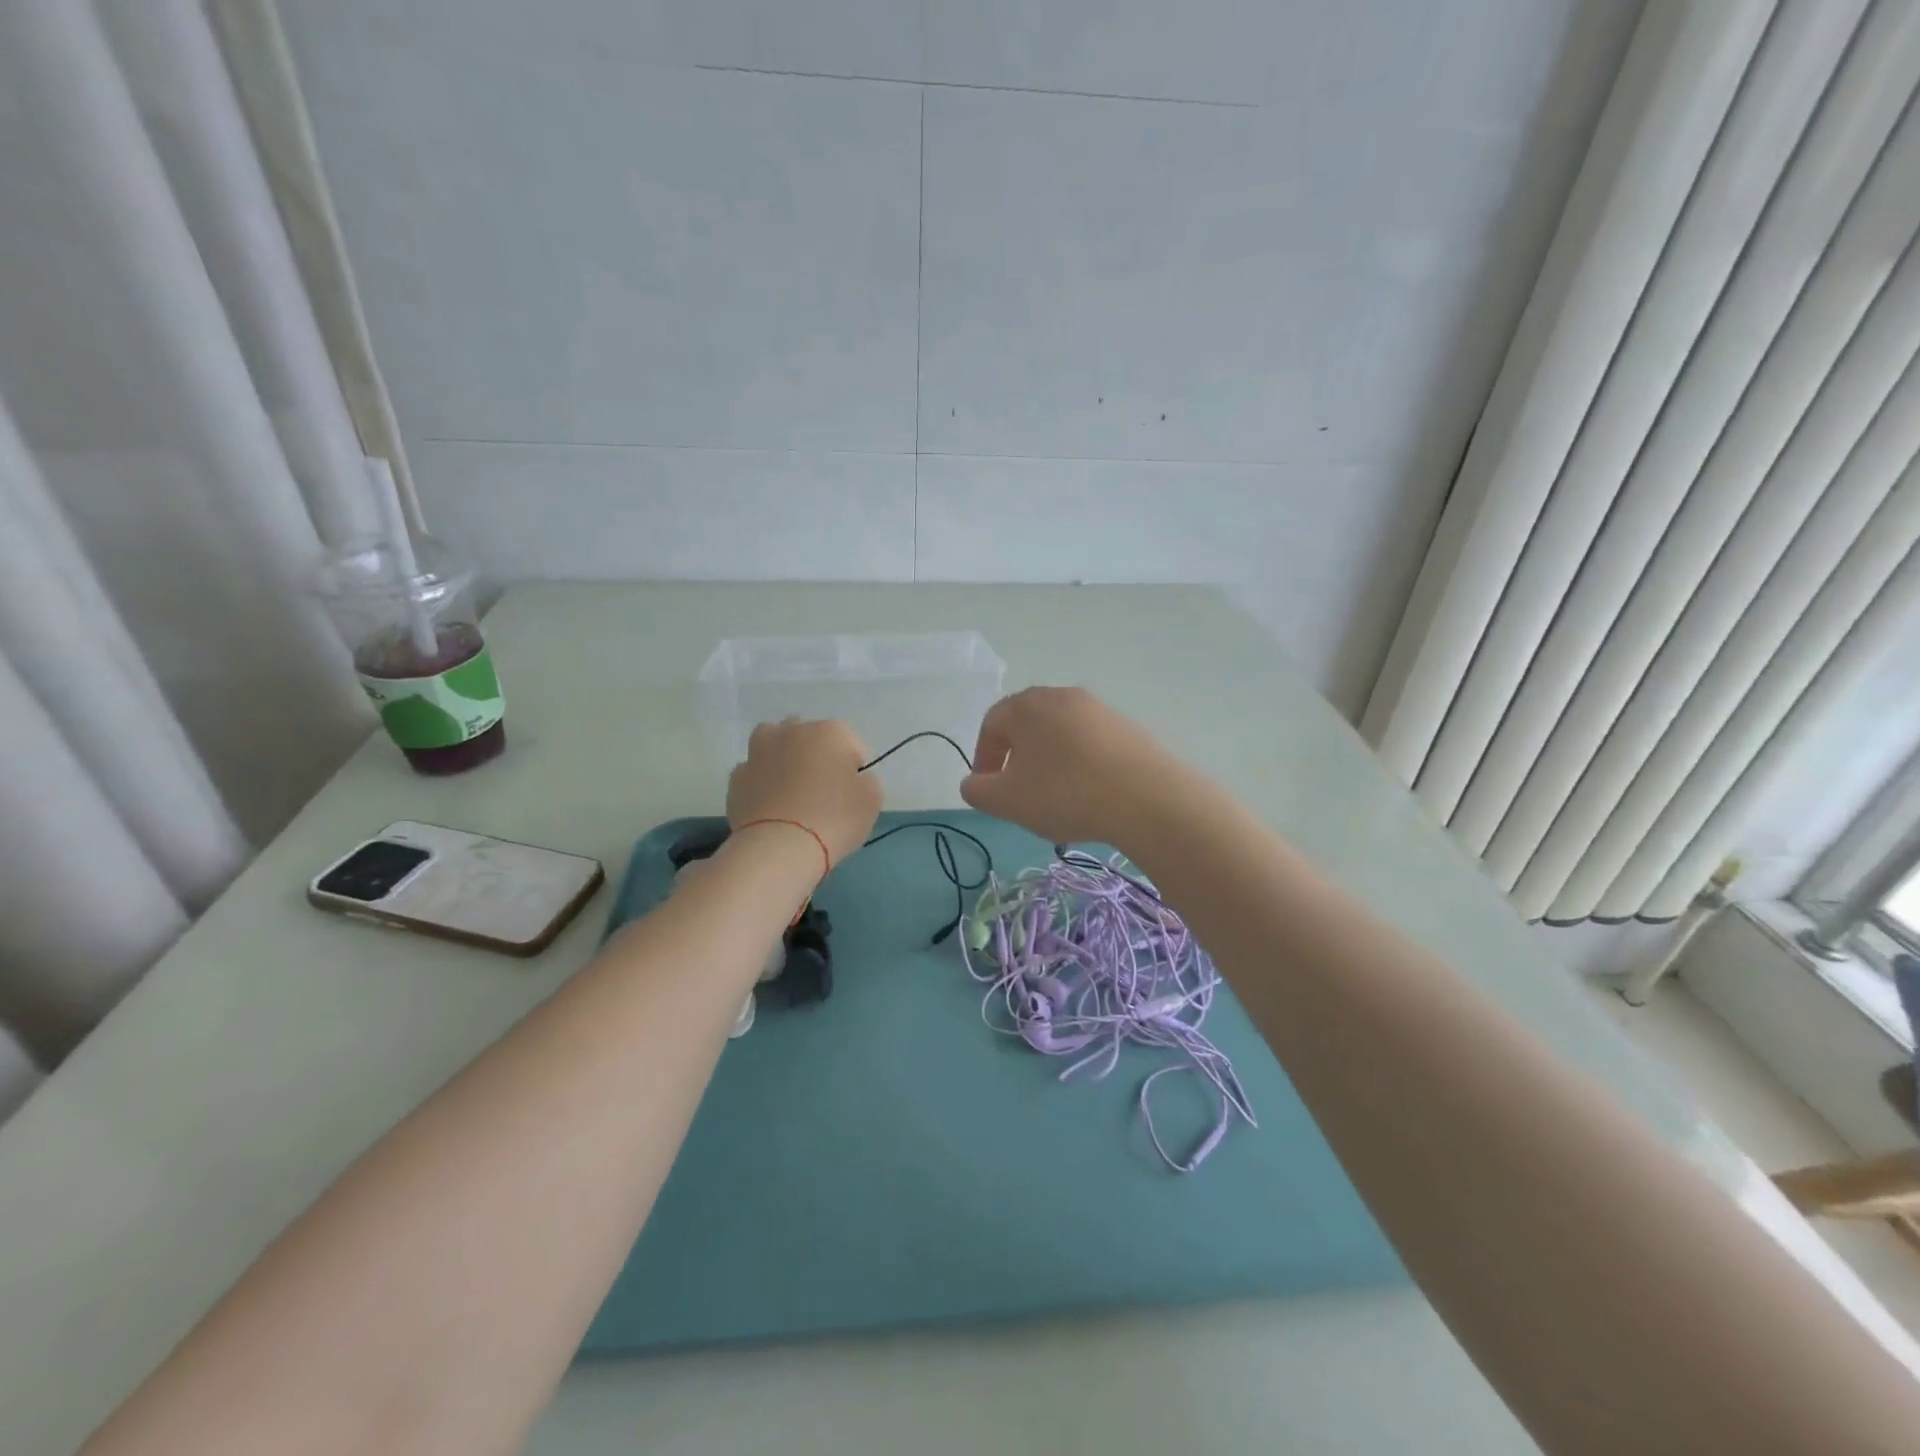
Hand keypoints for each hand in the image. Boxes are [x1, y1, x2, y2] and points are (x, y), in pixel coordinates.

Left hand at [726, 718, 882, 866]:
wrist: (779, 848)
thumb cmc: (834, 819)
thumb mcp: (872, 800)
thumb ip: (866, 781)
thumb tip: (852, 779)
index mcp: (829, 732)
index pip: (851, 742)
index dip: (855, 767)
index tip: (854, 792)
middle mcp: (791, 732)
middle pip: (809, 736)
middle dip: (816, 755)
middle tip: (823, 789)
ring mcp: (758, 753)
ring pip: (774, 744)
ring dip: (782, 758)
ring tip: (790, 788)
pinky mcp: (736, 778)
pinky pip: (754, 773)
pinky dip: (761, 783)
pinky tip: (769, 805)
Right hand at [960, 688, 1178, 847]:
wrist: (1146, 797)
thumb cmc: (1064, 793)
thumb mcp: (1007, 801)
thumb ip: (978, 791)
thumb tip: (973, 782)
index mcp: (1026, 706)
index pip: (991, 724)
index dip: (983, 756)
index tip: (988, 788)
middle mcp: (1060, 696)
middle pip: (1027, 724)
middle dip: (1017, 757)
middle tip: (1019, 791)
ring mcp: (1098, 708)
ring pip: (1060, 733)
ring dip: (1049, 761)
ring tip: (1055, 796)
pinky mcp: (1126, 726)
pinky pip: (1090, 742)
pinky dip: (1080, 763)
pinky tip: (1089, 793)